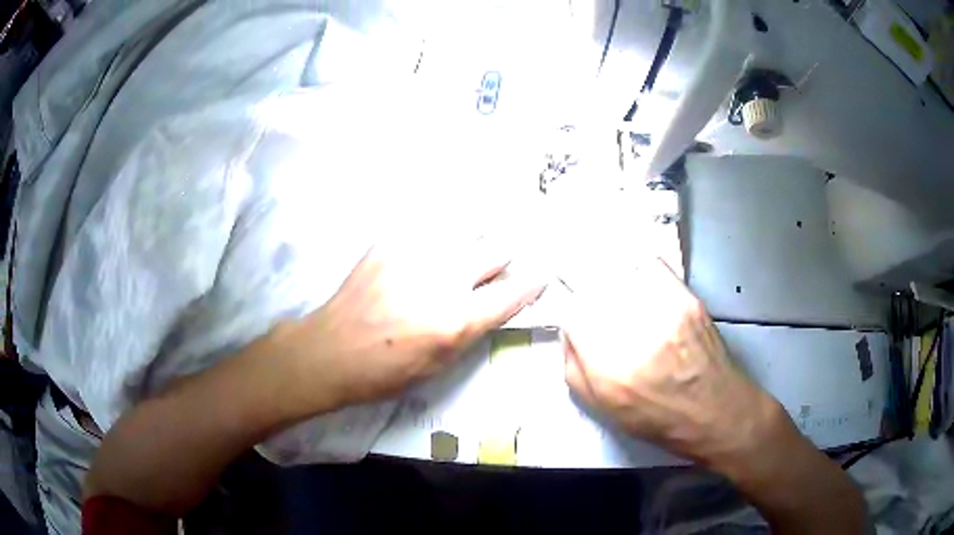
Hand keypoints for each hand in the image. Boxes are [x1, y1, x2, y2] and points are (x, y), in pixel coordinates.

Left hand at [279, 238, 546, 409]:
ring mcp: (414, 253)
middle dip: (502, 258)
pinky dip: (438, 238)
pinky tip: (426, 253)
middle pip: (495, 249)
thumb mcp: (440, 363)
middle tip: (493, 268)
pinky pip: (429, 228)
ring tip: (457, 257)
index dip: (533, 284)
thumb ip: (473, 327)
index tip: (541, 276)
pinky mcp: (390, 241)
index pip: (513, 292)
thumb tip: (496, 300)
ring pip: (465, 231)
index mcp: (456, 319)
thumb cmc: (386, 370)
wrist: (331, 350)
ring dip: (470, 245)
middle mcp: (442, 279)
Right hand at [561, 258, 780, 466]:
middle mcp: (637, 333)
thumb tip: (569, 328)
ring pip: (622, 273)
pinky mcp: (687, 298)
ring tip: (616, 294)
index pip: (573, 312)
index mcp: (610, 367)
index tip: (574, 314)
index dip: (569, 308)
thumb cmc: (655, 418)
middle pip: (596, 287)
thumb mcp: (602, 407)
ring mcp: (666, 310)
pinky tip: (639, 284)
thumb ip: (574, 366)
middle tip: (594, 305)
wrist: (715, 410)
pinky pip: (651, 266)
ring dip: (612, 281)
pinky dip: (638, 271)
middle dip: (588, 294)